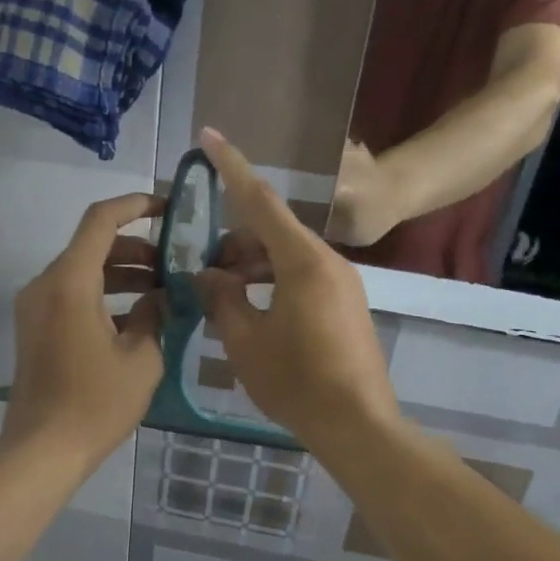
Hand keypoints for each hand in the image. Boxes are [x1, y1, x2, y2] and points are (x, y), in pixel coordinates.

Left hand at [3, 195, 165, 470]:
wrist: (42, 450)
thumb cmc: (96, 403)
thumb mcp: (141, 358)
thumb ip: (153, 315)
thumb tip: (160, 297)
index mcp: (70, 282)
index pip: (101, 220)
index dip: (135, 205)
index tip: (167, 209)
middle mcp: (45, 285)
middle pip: (91, 246)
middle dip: (135, 249)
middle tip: (173, 265)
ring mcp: (35, 307)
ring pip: (81, 272)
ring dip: (120, 274)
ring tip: (161, 292)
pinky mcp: (34, 329)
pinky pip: (70, 296)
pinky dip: (101, 296)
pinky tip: (135, 318)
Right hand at [196, 130, 399, 446]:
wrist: (357, 425)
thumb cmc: (296, 381)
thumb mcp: (244, 341)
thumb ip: (221, 299)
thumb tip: (207, 276)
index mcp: (303, 261)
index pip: (259, 200)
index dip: (230, 167)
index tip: (208, 135)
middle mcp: (328, 262)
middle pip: (273, 231)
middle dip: (233, 240)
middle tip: (201, 268)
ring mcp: (342, 284)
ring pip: (286, 257)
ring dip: (251, 265)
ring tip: (221, 294)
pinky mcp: (345, 306)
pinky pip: (301, 278)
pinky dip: (271, 282)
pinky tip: (249, 310)